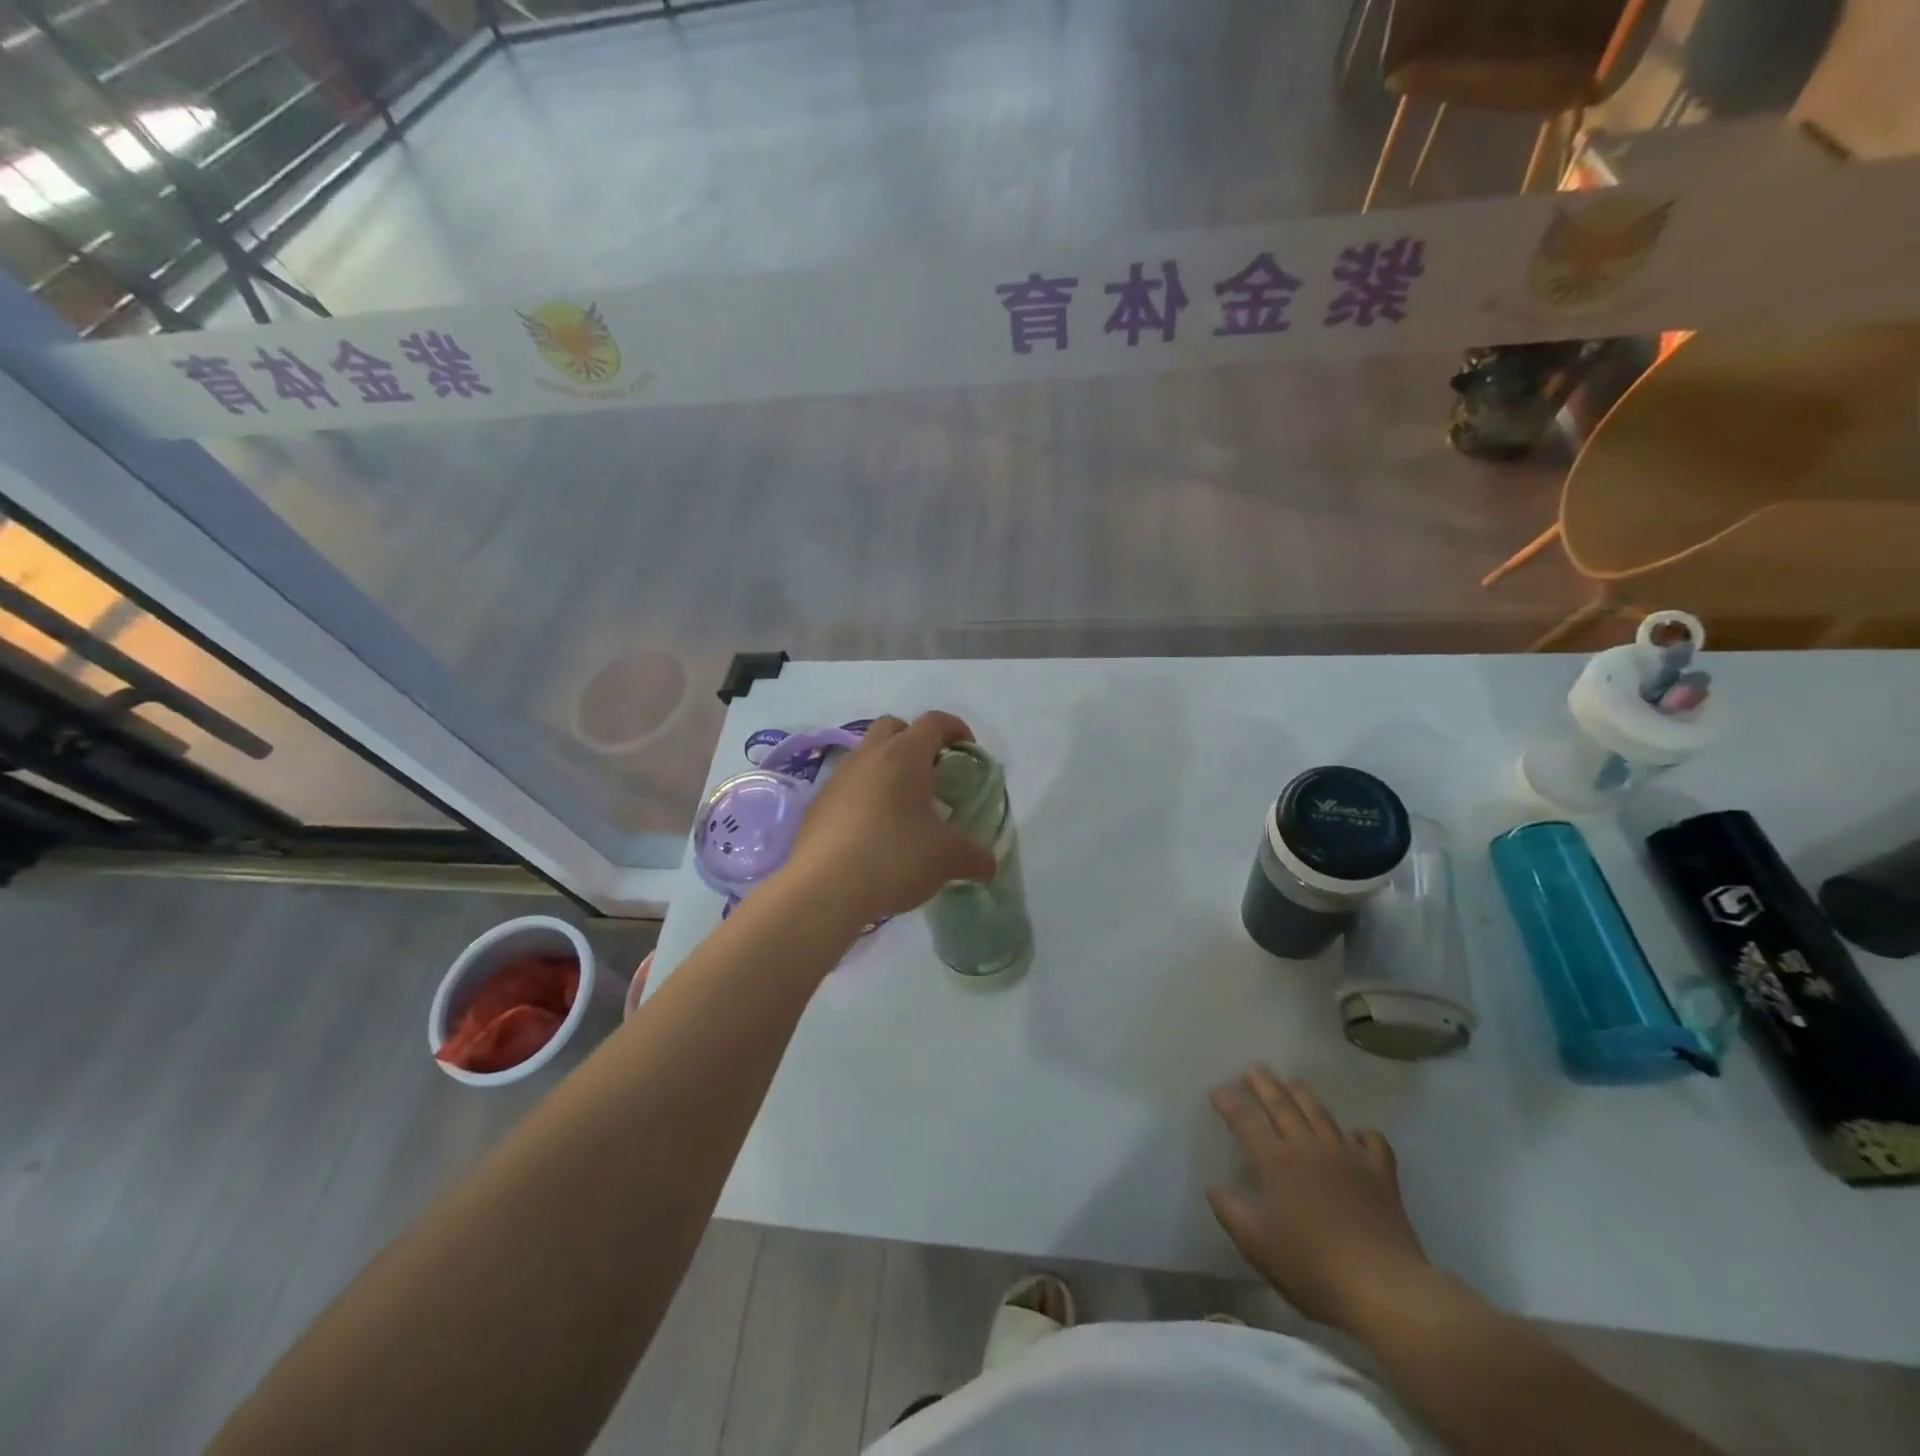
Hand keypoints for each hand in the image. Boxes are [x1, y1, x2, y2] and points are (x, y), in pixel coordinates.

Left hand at [782, 712, 995, 926]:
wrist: (823, 889)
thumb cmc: (894, 858)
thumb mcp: (947, 859)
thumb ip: (975, 856)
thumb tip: (989, 863)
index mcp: (905, 755)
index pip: (934, 722)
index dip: (956, 729)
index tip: (968, 750)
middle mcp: (869, 756)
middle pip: (893, 727)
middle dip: (915, 741)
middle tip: (932, 774)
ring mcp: (838, 778)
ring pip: (866, 756)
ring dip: (887, 769)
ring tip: (903, 807)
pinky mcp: (818, 804)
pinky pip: (847, 786)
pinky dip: (864, 796)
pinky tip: (873, 831)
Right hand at [1207, 1068, 1430, 1330]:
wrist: (1382, 1287)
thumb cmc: (1313, 1266)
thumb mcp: (1258, 1245)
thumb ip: (1232, 1213)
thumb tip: (1214, 1188)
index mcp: (1277, 1162)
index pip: (1246, 1123)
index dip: (1230, 1104)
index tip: (1217, 1090)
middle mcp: (1309, 1148)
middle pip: (1282, 1106)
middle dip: (1265, 1085)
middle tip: (1254, 1068)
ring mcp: (1347, 1157)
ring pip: (1321, 1114)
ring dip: (1303, 1095)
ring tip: (1292, 1081)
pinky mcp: (1380, 1175)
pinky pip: (1373, 1143)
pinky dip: (1363, 1133)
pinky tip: (1356, 1132)